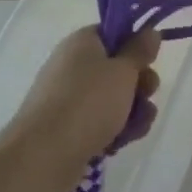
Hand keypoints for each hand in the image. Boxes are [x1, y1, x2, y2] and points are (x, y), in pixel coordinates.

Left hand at [18, 25, 161, 164]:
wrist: (41, 159)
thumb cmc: (87, 103)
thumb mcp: (124, 70)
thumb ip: (141, 50)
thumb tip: (150, 31)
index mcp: (82, 43)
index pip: (114, 32)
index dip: (135, 45)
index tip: (150, 60)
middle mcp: (72, 67)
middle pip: (117, 68)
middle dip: (140, 83)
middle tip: (148, 94)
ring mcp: (67, 100)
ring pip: (113, 98)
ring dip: (133, 110)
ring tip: (138, 127)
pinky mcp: (67, 130)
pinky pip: (99, 122)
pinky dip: (114, 130)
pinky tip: (121, 143)